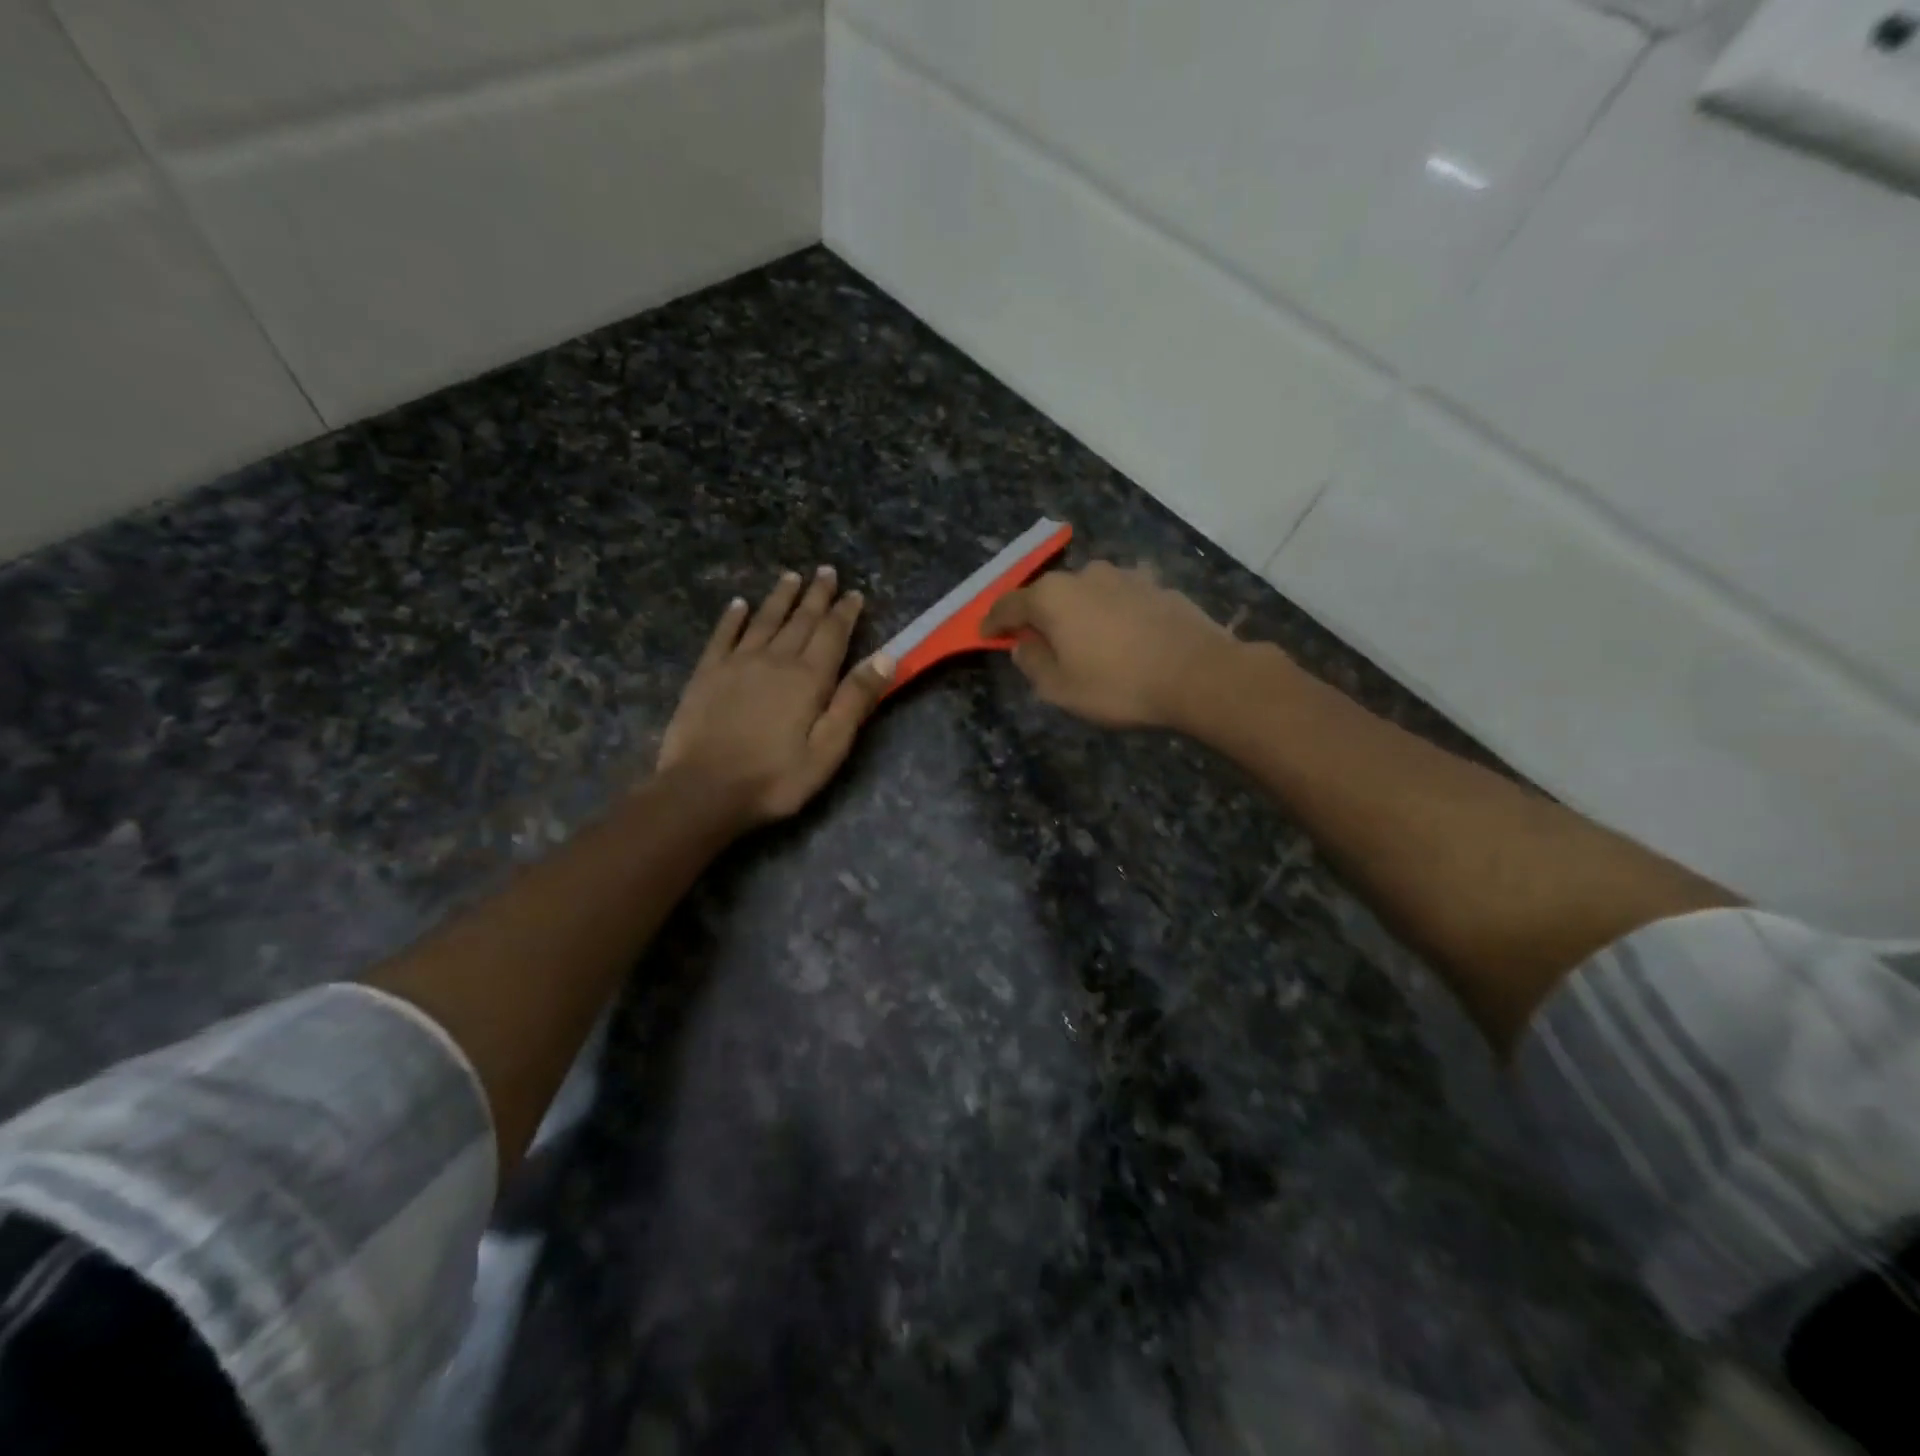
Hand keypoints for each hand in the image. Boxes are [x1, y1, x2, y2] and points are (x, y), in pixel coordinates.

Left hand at [658, 567, 892, 824]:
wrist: (704, 790)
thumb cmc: (775, 778)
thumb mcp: (829, 748)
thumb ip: (855, 701)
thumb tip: (886, 656)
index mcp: (809, 678)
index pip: (832, 634)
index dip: (845, 612)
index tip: (854, 592)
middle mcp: (775, 659)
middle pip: (800, 620)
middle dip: (816, 595)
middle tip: (825, 571)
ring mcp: (737, 663)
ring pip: (763, 620)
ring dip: (780, 597)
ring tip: (790, 577)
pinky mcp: (707, 673)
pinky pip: (723, 635)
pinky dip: (732, 617)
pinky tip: (738, 604)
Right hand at [980, 561, 1239, 729]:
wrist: (1198, 674)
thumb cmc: (1118, 685)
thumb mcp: (1061, 689)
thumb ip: (1033, 663)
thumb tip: (1024, 644)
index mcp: (1052, 597)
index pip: (1009, 604)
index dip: (994, 622)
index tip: (985, 634)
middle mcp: (1085, 575)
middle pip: (1049, 594)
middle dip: (1039, 616)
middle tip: (1038, 642)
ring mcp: (1124, 576)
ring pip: (1087, 593)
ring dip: (1078, 613)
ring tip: (1085, 641)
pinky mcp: (1156, 585)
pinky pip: (1120, 599)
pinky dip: (1112, 614)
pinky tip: (1123, 637)